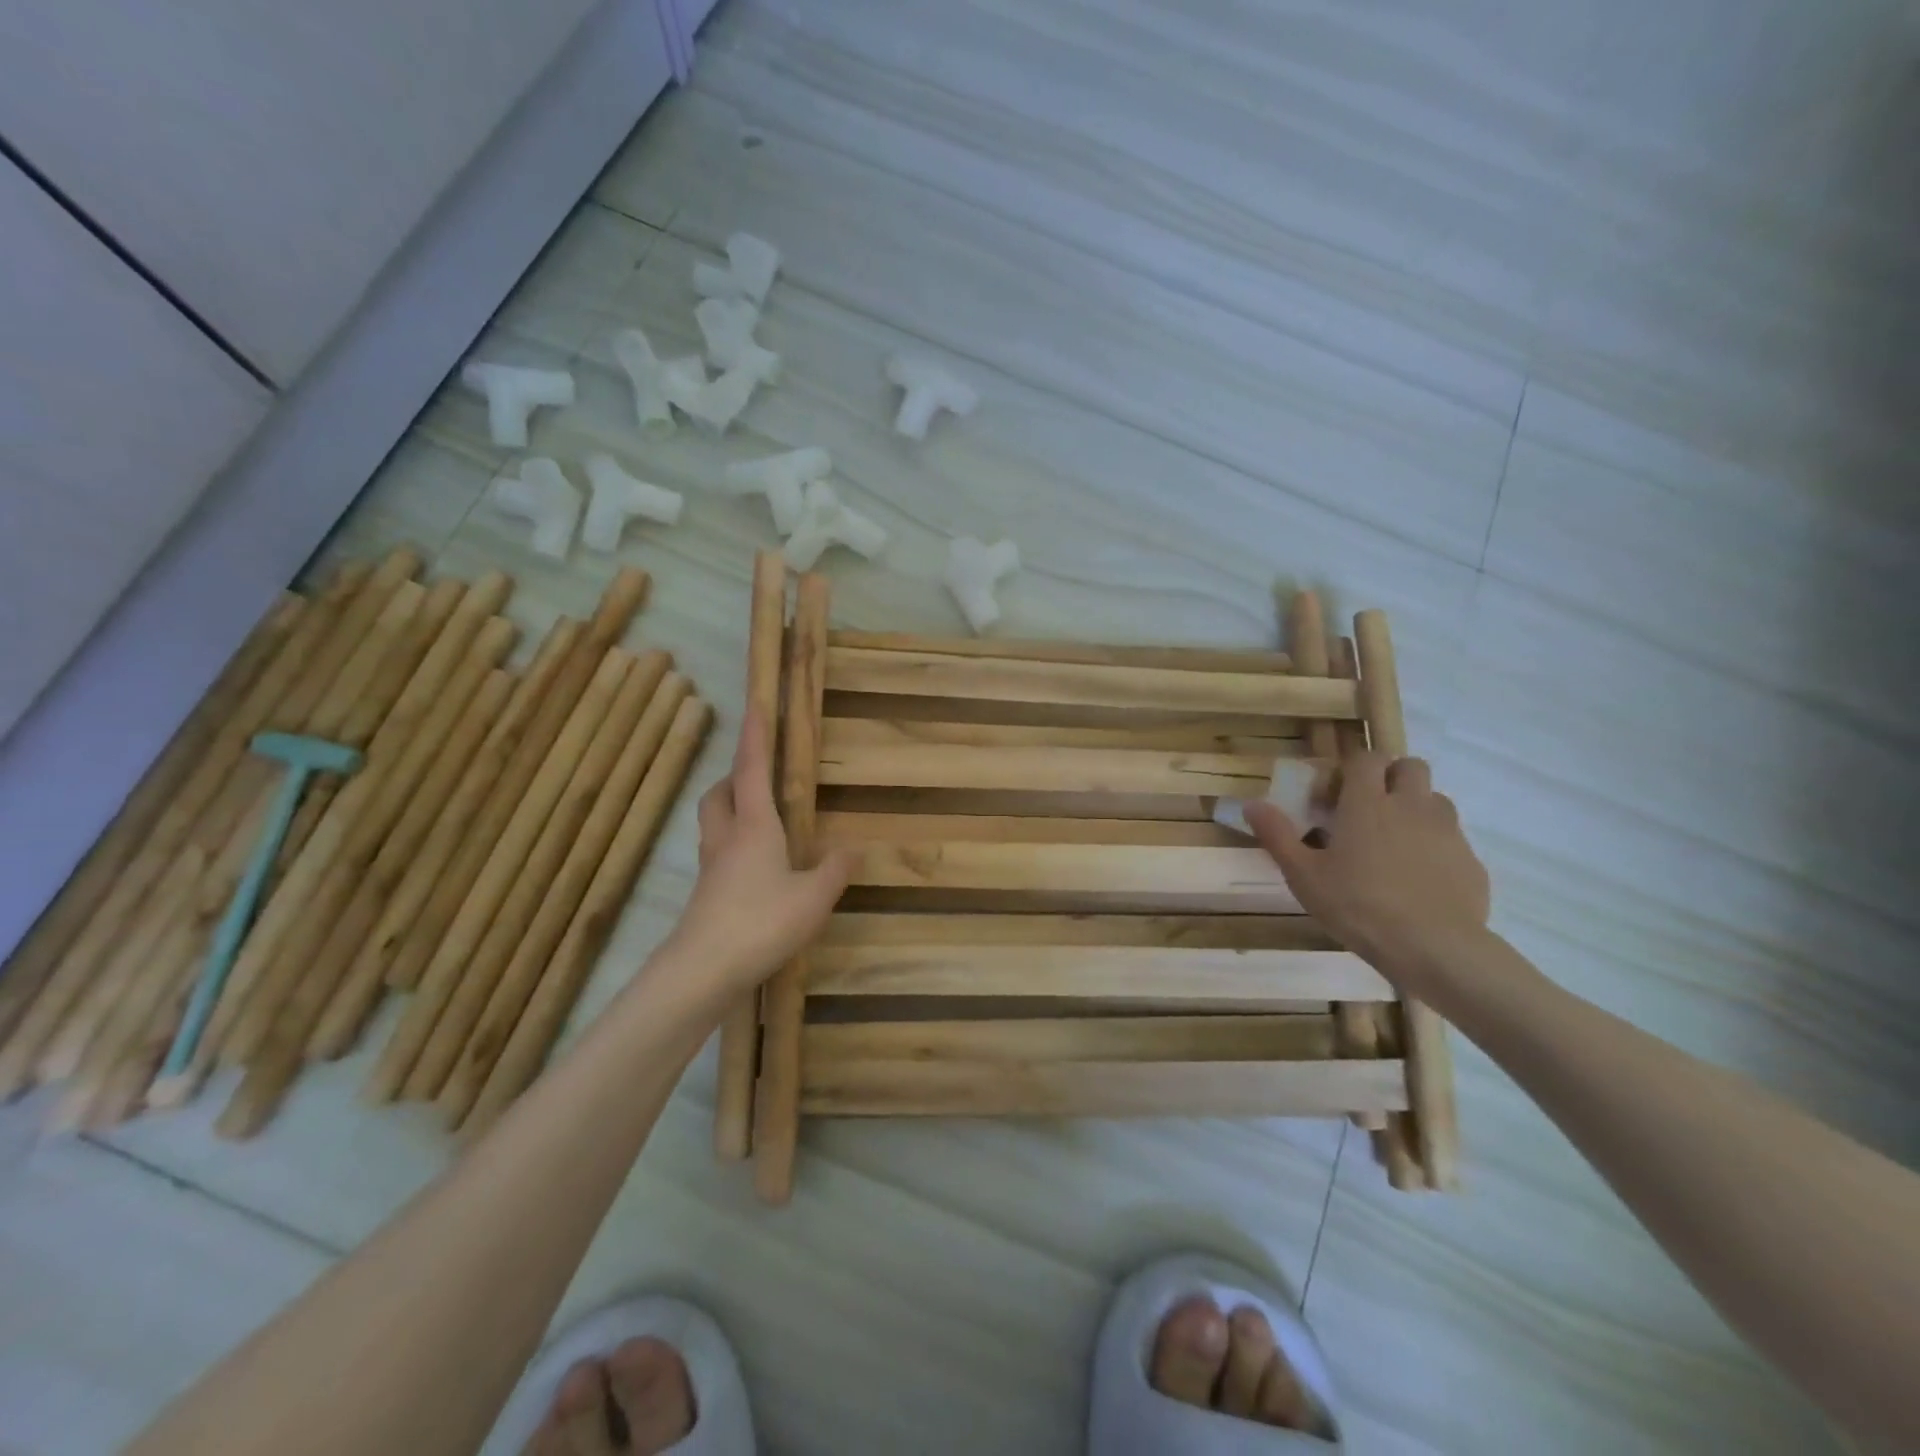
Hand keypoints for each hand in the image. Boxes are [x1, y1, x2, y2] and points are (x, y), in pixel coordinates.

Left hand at [665, 710, 851, 993]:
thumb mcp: (813, 897)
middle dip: (734, 775)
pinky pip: (717, 851)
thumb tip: (855, 847)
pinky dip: (732, 843)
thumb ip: (835, 869)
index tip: (756, 703)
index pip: (752, 769)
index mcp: (754, 826)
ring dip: (728, 806)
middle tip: (756, 774)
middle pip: (720, 792)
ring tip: (756, 815)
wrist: (703, 969)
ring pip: (713, 821)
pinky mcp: (706, 894)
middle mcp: (727, 837)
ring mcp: (711, 867)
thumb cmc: (762, 922)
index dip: (756, 735)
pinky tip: (754, 865)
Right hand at [1245, 752, 1489, 990]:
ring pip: (1435, 799)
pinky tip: (1419, 877)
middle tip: (1370, 808)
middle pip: (1410, 766)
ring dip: (1416, 808)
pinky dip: (1435, 845)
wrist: (1433, 947)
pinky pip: (1451, 838)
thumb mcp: (1303, 875)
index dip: (1352, 766)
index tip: (1336, 791)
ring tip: (1395, 841)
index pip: (1366, 758)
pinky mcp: (1470, 860)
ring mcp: (1446, 831)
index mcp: (1367, 803)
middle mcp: (1411, 805)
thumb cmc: (1357, 905)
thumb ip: (1278, 835)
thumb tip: (1252, 804)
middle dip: (1391, 776)